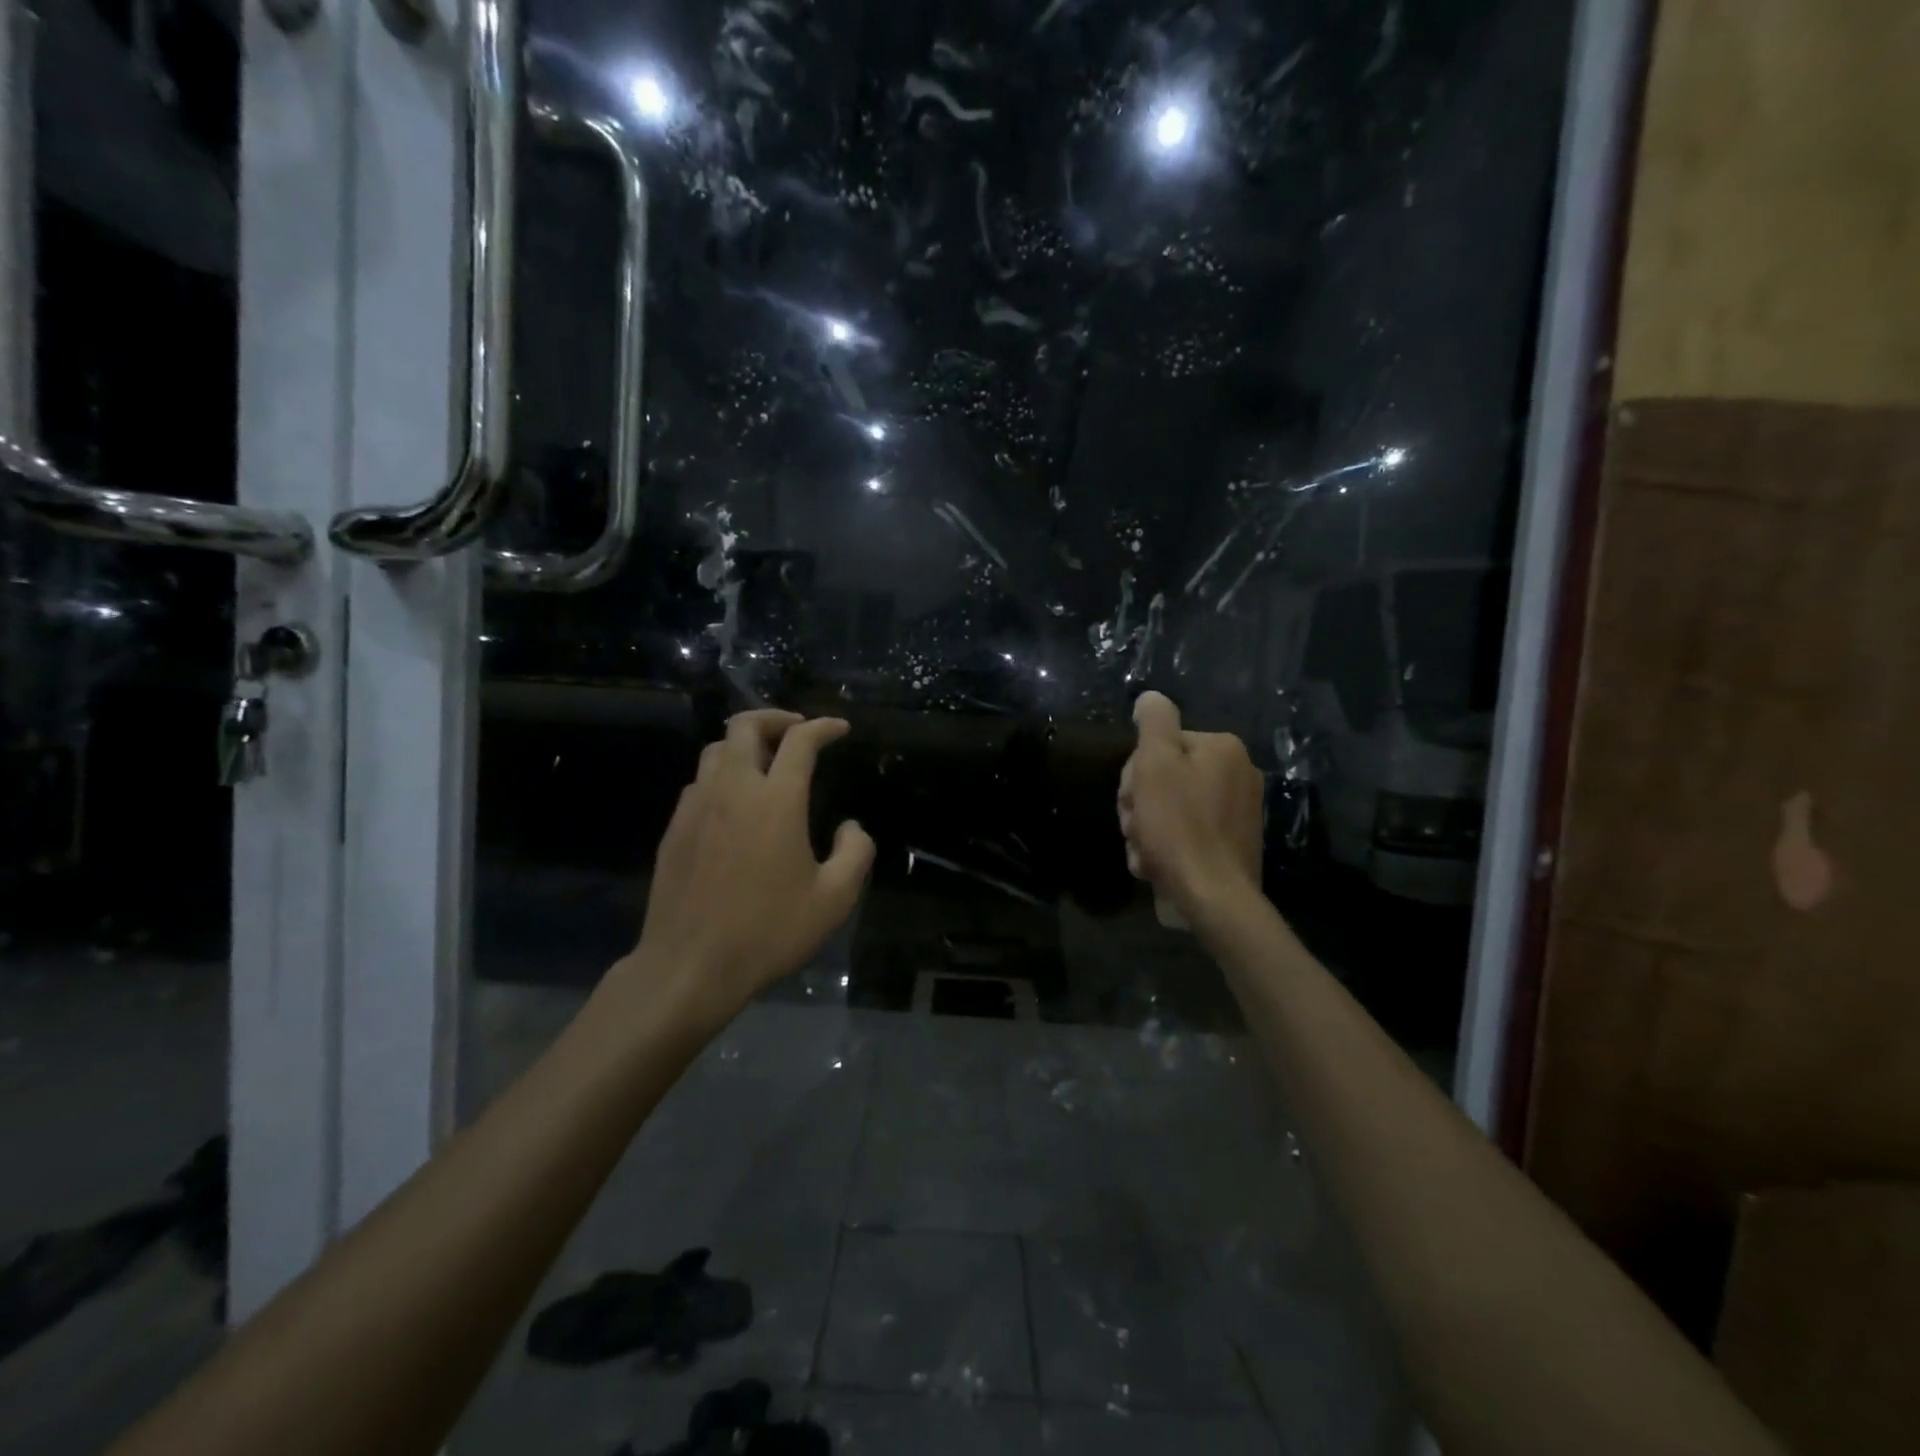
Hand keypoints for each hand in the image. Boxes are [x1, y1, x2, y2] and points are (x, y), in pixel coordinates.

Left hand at [621, 710, 873, 1028]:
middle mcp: (733, 789)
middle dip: (775, 718)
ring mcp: (697, 806)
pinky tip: (734, 803)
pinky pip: (699, 782)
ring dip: (744, 744)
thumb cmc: (768, 931)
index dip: (823, 727)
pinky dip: (722, 775)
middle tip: (797, 731)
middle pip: (745, 726)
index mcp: (776, 800)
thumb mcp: (834, 900)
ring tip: (765, 762)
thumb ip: (855, 853)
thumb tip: (850, 827)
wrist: (690, 965)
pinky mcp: (674, 828)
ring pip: (716, 749)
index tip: (839, 729)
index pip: (800, 741)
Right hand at [1117, 691, 1263, 921]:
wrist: (1214, 896)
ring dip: (1149, 828)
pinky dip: (1169, 845)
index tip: (1132, 801)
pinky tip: (1158, 863)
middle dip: (1142, 804)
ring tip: (1145, 852)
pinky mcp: (1235, 841)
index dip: (1136, 774)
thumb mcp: (1156, 764)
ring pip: (1173, 807)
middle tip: (1136, 828)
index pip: (1160, 746)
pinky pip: (1190, 831)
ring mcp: (1240, 810)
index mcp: (1222, 748)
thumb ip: (1154, 722)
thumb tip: (1151, 697)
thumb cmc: (1179, 826)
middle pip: (1167, 776)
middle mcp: (1238, 772)